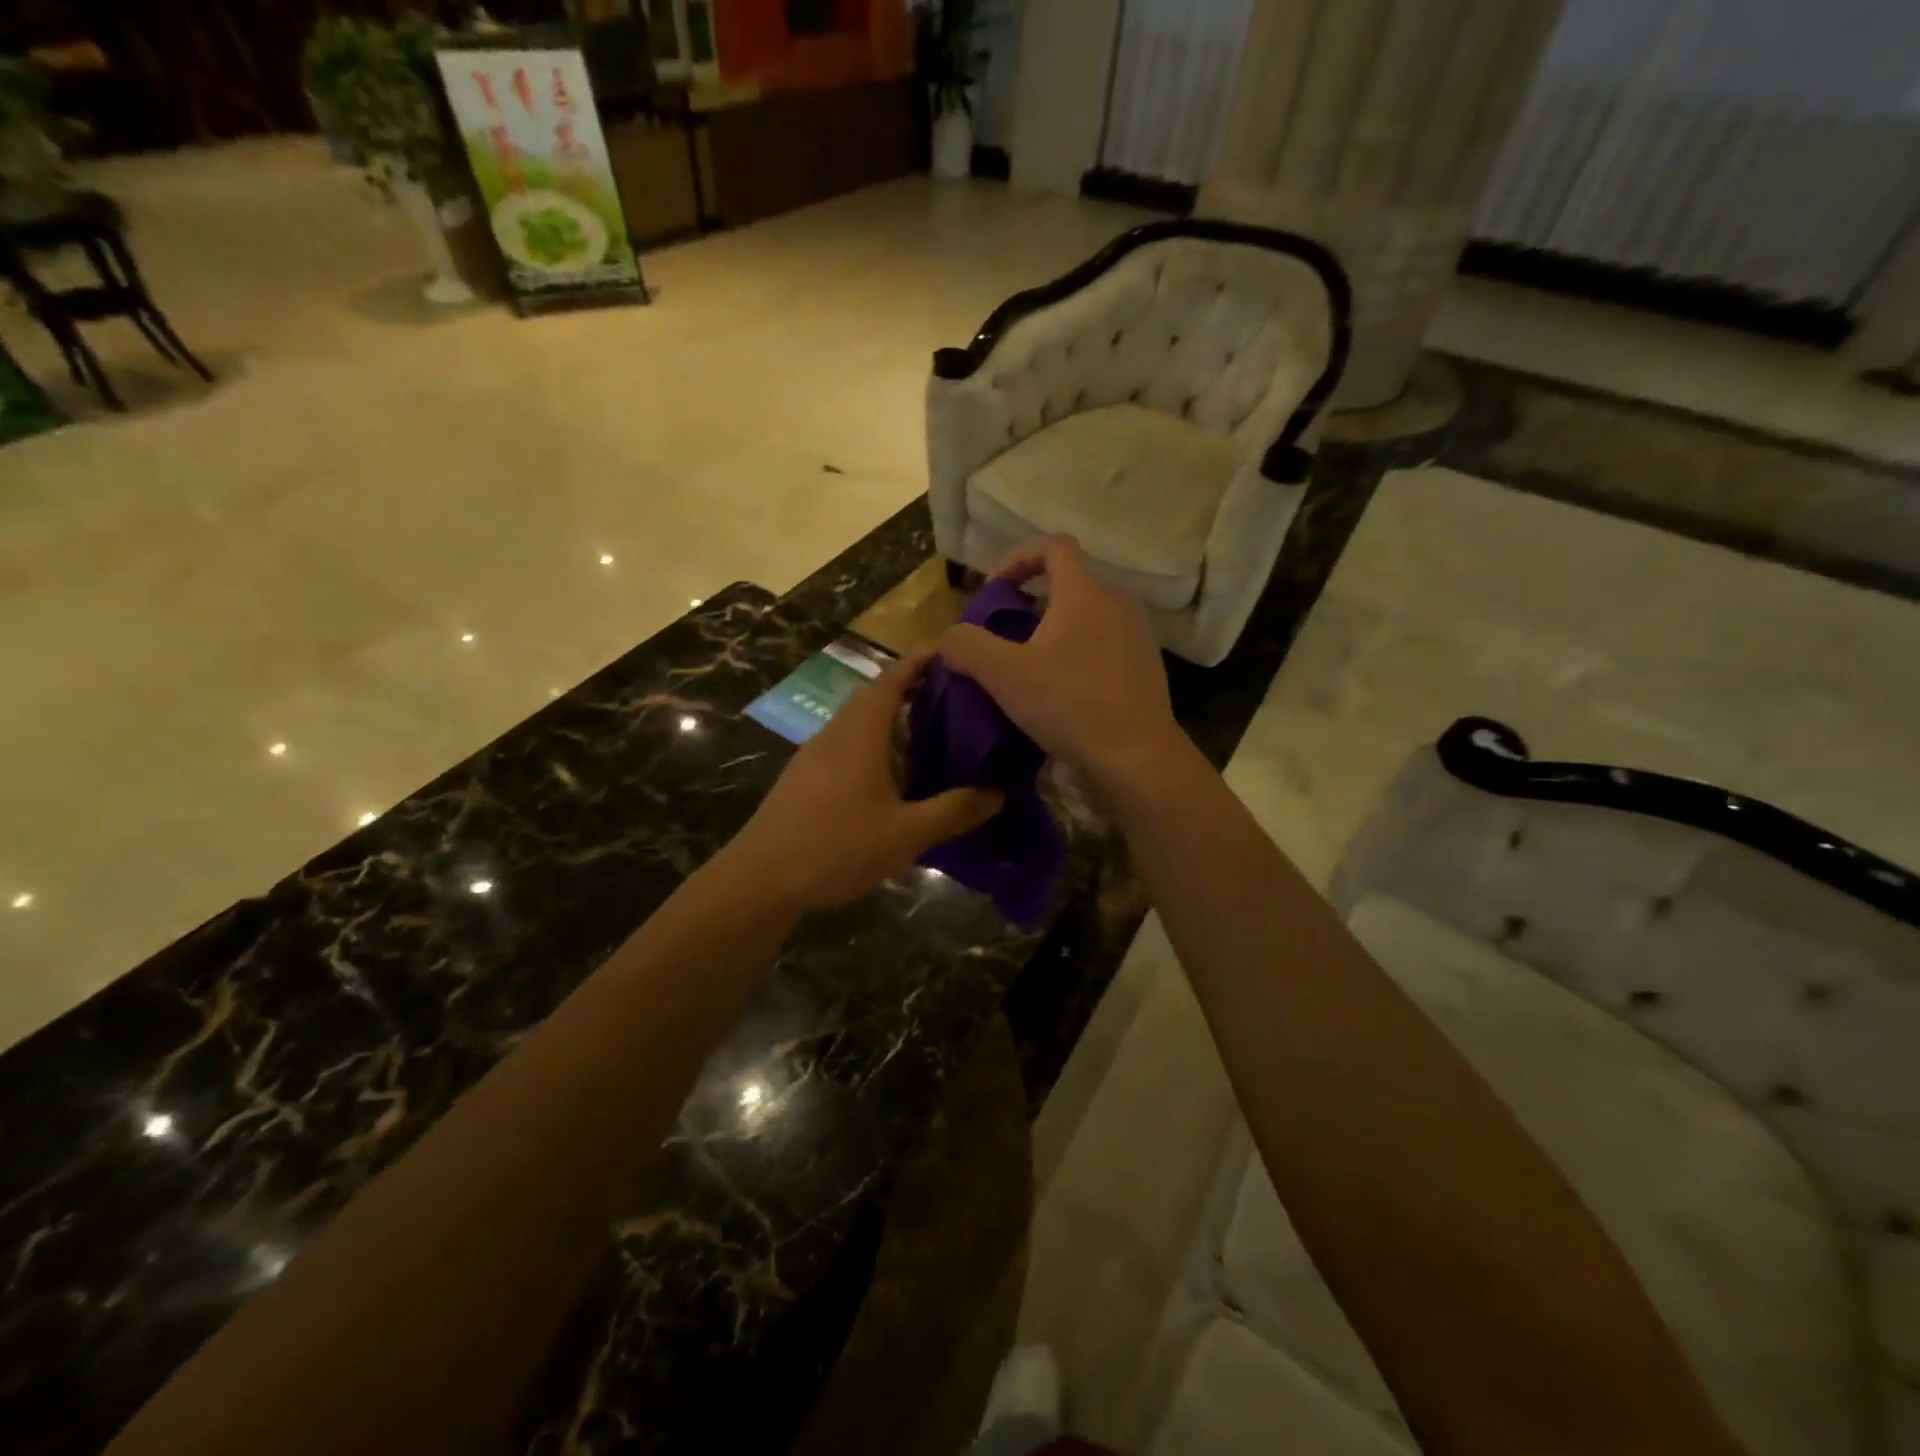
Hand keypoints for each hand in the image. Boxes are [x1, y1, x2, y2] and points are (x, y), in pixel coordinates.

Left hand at [722, 654, 1002, 911]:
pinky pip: (843, 744)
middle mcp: (834, 733)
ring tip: (924, 731)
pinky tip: (886, 773)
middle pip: (873, 696)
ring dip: (888, 716)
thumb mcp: (906, 833)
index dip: (920, 662)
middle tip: (949, 696)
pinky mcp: (801, 779)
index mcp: (860, 733)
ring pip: (855, 721)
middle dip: (909, 688)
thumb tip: (997, 793)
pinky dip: (870, 742)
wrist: (760, 880)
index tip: (950, 654)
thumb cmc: (837, 846)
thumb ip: (953, 811)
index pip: (892, 679)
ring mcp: (812, 755)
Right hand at [937, 537, 1182, 787]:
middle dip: (1031, 602)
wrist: (1137, 756)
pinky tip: (1061, 691)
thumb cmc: (1070, 704)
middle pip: (1069, 582)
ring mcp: (1137, 635)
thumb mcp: (1004, 675)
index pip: (1052, 545)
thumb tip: (950, 638)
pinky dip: (1077, 653)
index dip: (1017, 557)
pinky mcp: (1145, 666)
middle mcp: (1117, 602)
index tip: (995, 590)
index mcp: (1085, 592)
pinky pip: (1104, 644)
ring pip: (1087, 616)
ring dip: (1053, 631)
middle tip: (1004, 635)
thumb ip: (967, 646)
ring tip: (1029, 667)